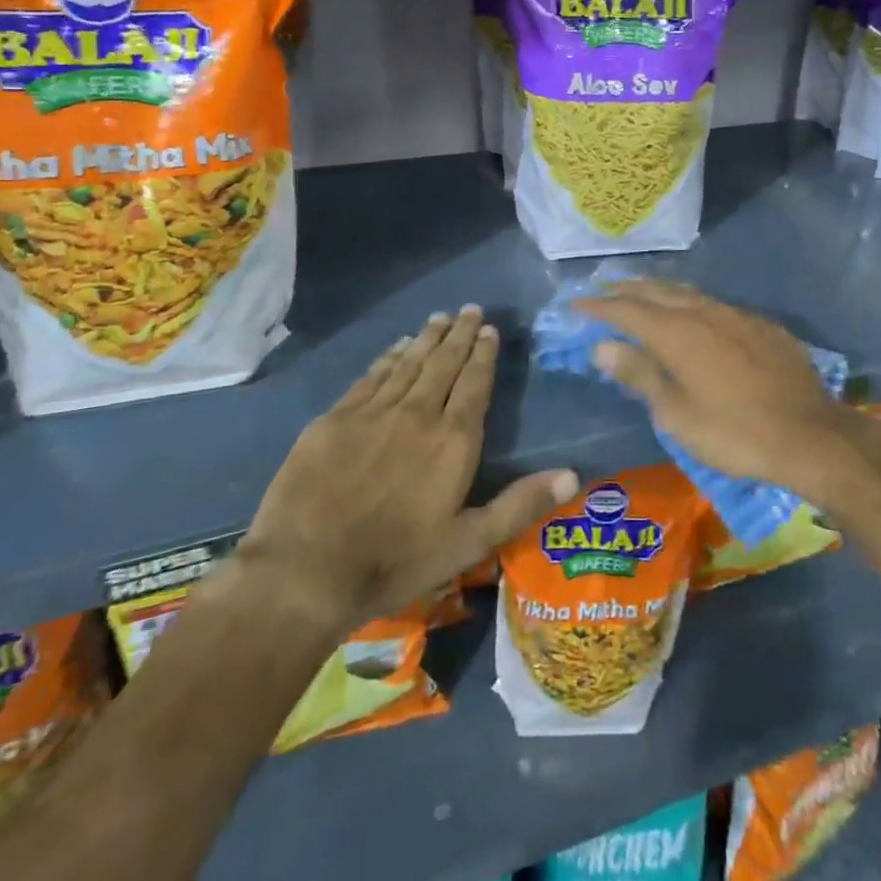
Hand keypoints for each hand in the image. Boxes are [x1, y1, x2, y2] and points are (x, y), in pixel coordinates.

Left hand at [241, 306, 577, 632]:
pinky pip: (370, 377)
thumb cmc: (395, 561)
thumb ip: (520, 504)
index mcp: (453, 440)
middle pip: (443, 363)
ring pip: (408, 363)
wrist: (305, 572)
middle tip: (469, 309)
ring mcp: (373, 413)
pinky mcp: (335, 419)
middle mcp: (418, 413)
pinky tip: (395, 347)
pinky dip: (387, 358)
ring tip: (439, 317)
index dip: (483, 354)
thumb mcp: (468, 543)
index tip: (489, 329)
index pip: (474, 383)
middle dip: (459, 334)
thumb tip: (574, 475)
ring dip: (426, 339)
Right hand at [575, 281, 860, 497]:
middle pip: (657, 292)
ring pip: (689, 293)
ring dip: (660, 292)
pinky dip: (693, 304)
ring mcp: (737, 315)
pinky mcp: (762, 325)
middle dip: (627, 290)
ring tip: (643, 295)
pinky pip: (716, 305)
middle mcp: (704, 312)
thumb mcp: (677, 414)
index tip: (575, 305)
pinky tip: (696, 316)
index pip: (627, 310)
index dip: (598, 307)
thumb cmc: (734, 433)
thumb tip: (604, 346)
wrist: (810, 435)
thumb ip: (640, 375)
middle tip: (604, 292)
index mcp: (677, 333)